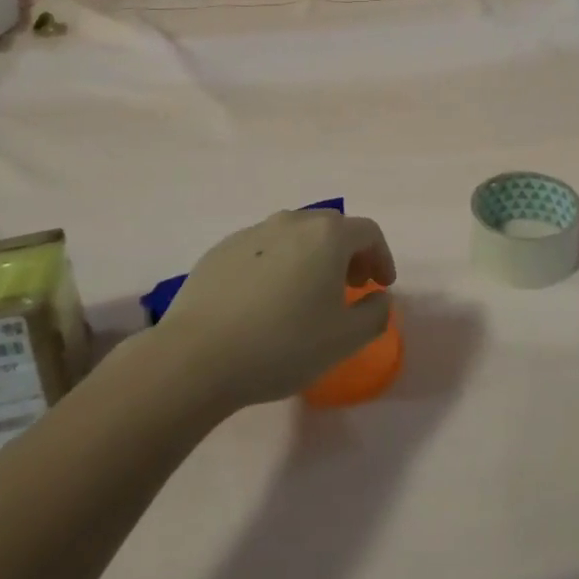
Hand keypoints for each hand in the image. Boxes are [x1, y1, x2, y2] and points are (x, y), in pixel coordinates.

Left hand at [152, 209, 397, 407]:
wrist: (196, 357)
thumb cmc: (282, 344)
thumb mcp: (344, 339)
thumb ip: (375, 314)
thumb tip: (380, 298)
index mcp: (327, 235)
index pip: (368, 232)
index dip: (382, 257)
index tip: (381, 285)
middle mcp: (292, 221)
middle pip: (331, 228)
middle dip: (348, 253)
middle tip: (350, 286)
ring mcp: (252, 232)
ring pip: (294, 236)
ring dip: (311, 257)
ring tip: (306, 294)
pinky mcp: (221, 250)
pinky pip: (262, 250)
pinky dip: (276, 266)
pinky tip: (265, 302)